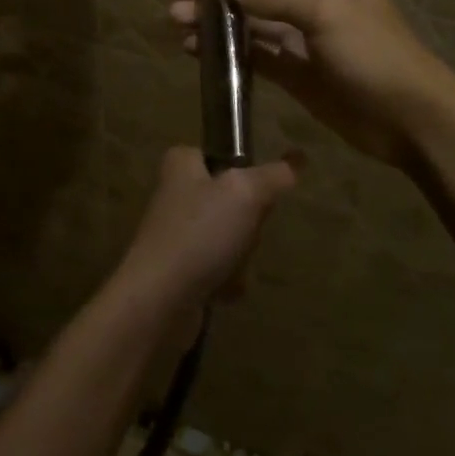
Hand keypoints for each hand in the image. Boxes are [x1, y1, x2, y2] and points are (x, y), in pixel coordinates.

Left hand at [112, 147, 296, 315]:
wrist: (158, 299)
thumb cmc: (200, 233)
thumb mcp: (245, 193)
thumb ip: (273, 175)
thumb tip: (296, 160)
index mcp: (181, 164)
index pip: (222, 156)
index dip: (244, 174)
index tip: (256, 193)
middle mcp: (175, 194)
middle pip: (231, 200)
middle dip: (247, 224)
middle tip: (244, 233)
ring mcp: (175, 233)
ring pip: (228, 237)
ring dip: (240, 256)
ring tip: (233, 266)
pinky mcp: (177, 268)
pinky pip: (217, 268)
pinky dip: (226, 280)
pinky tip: (223, 290)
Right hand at [169, 0, 454, 169]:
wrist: (411, 119)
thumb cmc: (374, 53)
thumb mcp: (326, 14)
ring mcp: (299, 35)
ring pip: (248, 19)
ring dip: (215, 18)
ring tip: (177, 20)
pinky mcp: (293, 70)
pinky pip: (254, 53)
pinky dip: (227, 50)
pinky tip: (196, 49)